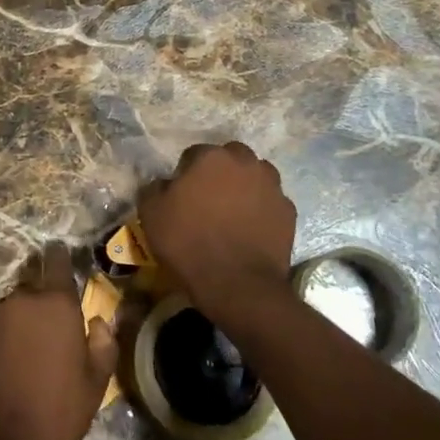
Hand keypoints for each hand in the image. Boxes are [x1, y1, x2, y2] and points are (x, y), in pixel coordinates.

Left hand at [0, 247, 117, 439]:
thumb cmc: (57, 416)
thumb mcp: (96, 386)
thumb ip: (103, 344)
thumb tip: (97, 322)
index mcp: (56, 305)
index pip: (57, 262)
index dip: (59, 259)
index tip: (58, 257)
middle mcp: (19, 299)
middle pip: (30, 294)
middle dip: (37, 311)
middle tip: (43, 345)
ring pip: (5, 313)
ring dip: (12, 328)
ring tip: (15, 365)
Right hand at [137, 142, 296, 317]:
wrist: (237, 284)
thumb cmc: (189, 244)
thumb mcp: (151, 214)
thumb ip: (154, 188)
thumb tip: (164, 183)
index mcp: (211, 157)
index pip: (195, 154)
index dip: (186, 173)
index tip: (182, 194)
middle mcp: (245, 163)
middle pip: (231, 158)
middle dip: (220, 172)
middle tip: (209, 198)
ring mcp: (272, 186)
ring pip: (256, 176)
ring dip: (245, 186)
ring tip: (233, 212)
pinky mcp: (289, 211)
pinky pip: (271, 202)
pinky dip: (262, 210)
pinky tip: (251, 230)